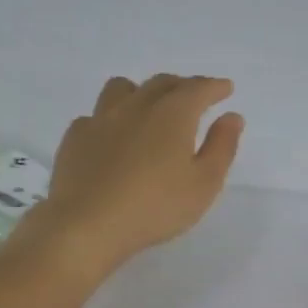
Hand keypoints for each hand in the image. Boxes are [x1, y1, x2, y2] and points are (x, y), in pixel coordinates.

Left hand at [29, 74, 243, 278]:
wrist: (87, 224)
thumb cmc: (155, 207)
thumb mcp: (203, 184)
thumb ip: (221, 147)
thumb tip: (231, 117)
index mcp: (172, 114)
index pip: (198, 89)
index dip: (214, 87)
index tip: (225, 88)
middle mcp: (136, 106)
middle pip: (161, 83)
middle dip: (182, 86)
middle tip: (193, 97)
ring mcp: (101, 119)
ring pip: (122, 89)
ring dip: (141, 91)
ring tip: (148, 107)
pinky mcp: (75, 137)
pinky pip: (95, 116)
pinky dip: (110, 119)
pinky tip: (112, 136)